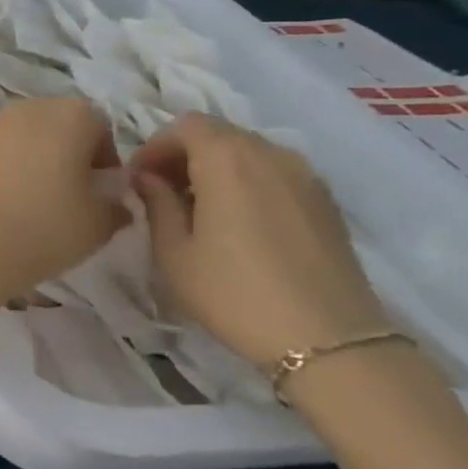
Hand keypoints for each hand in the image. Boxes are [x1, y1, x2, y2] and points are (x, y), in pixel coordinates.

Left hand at [0, 98, 126, 292]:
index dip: (103, 160)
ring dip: (25, 156)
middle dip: (62, 152)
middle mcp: (26, 108)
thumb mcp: (101, 224)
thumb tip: (113, 202)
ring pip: (16, 135)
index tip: (99, 191)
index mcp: (70, 115)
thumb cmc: (49, 226)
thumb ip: (115, 205)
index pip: (99, 128)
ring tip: (25, 197)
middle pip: (54, 124)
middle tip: (64, 192)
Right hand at [129, 113, 388, 367]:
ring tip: (200, 209)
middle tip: (163, 193)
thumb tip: (148, 178)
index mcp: (228, 159)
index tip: (138, 181)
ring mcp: (306, 176)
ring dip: (217, 168)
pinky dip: (248, 182)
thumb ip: (156, 203)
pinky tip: (239, 224)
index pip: (184, 126)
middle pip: (218, 133)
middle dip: (184, 155)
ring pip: (249, 152)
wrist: (328, 342)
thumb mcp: (174, 252)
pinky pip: (275, 173)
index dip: (155, 146)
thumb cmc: (234, 293)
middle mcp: (270, 154)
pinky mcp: (326, 202)